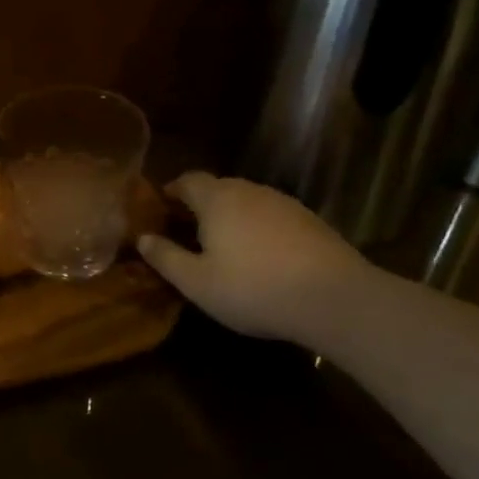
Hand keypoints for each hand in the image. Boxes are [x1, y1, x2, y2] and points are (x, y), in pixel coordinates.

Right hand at [136, 173, 369, 342]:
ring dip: (231, 216)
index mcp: (217, 199)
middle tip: (187, 229)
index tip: (161, 208)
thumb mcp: (197, 282)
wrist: (335, 298)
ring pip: (247, 200)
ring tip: (223, 244)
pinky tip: (261, 255)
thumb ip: (166, 258)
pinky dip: (258, 227)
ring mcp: (284, 203)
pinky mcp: (310, 221)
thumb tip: (142, 239)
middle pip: (218, 187)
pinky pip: (272, 216)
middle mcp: (250, 191)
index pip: (188, 180)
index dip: (172, 190)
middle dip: (200, 203)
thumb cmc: (253, 288)